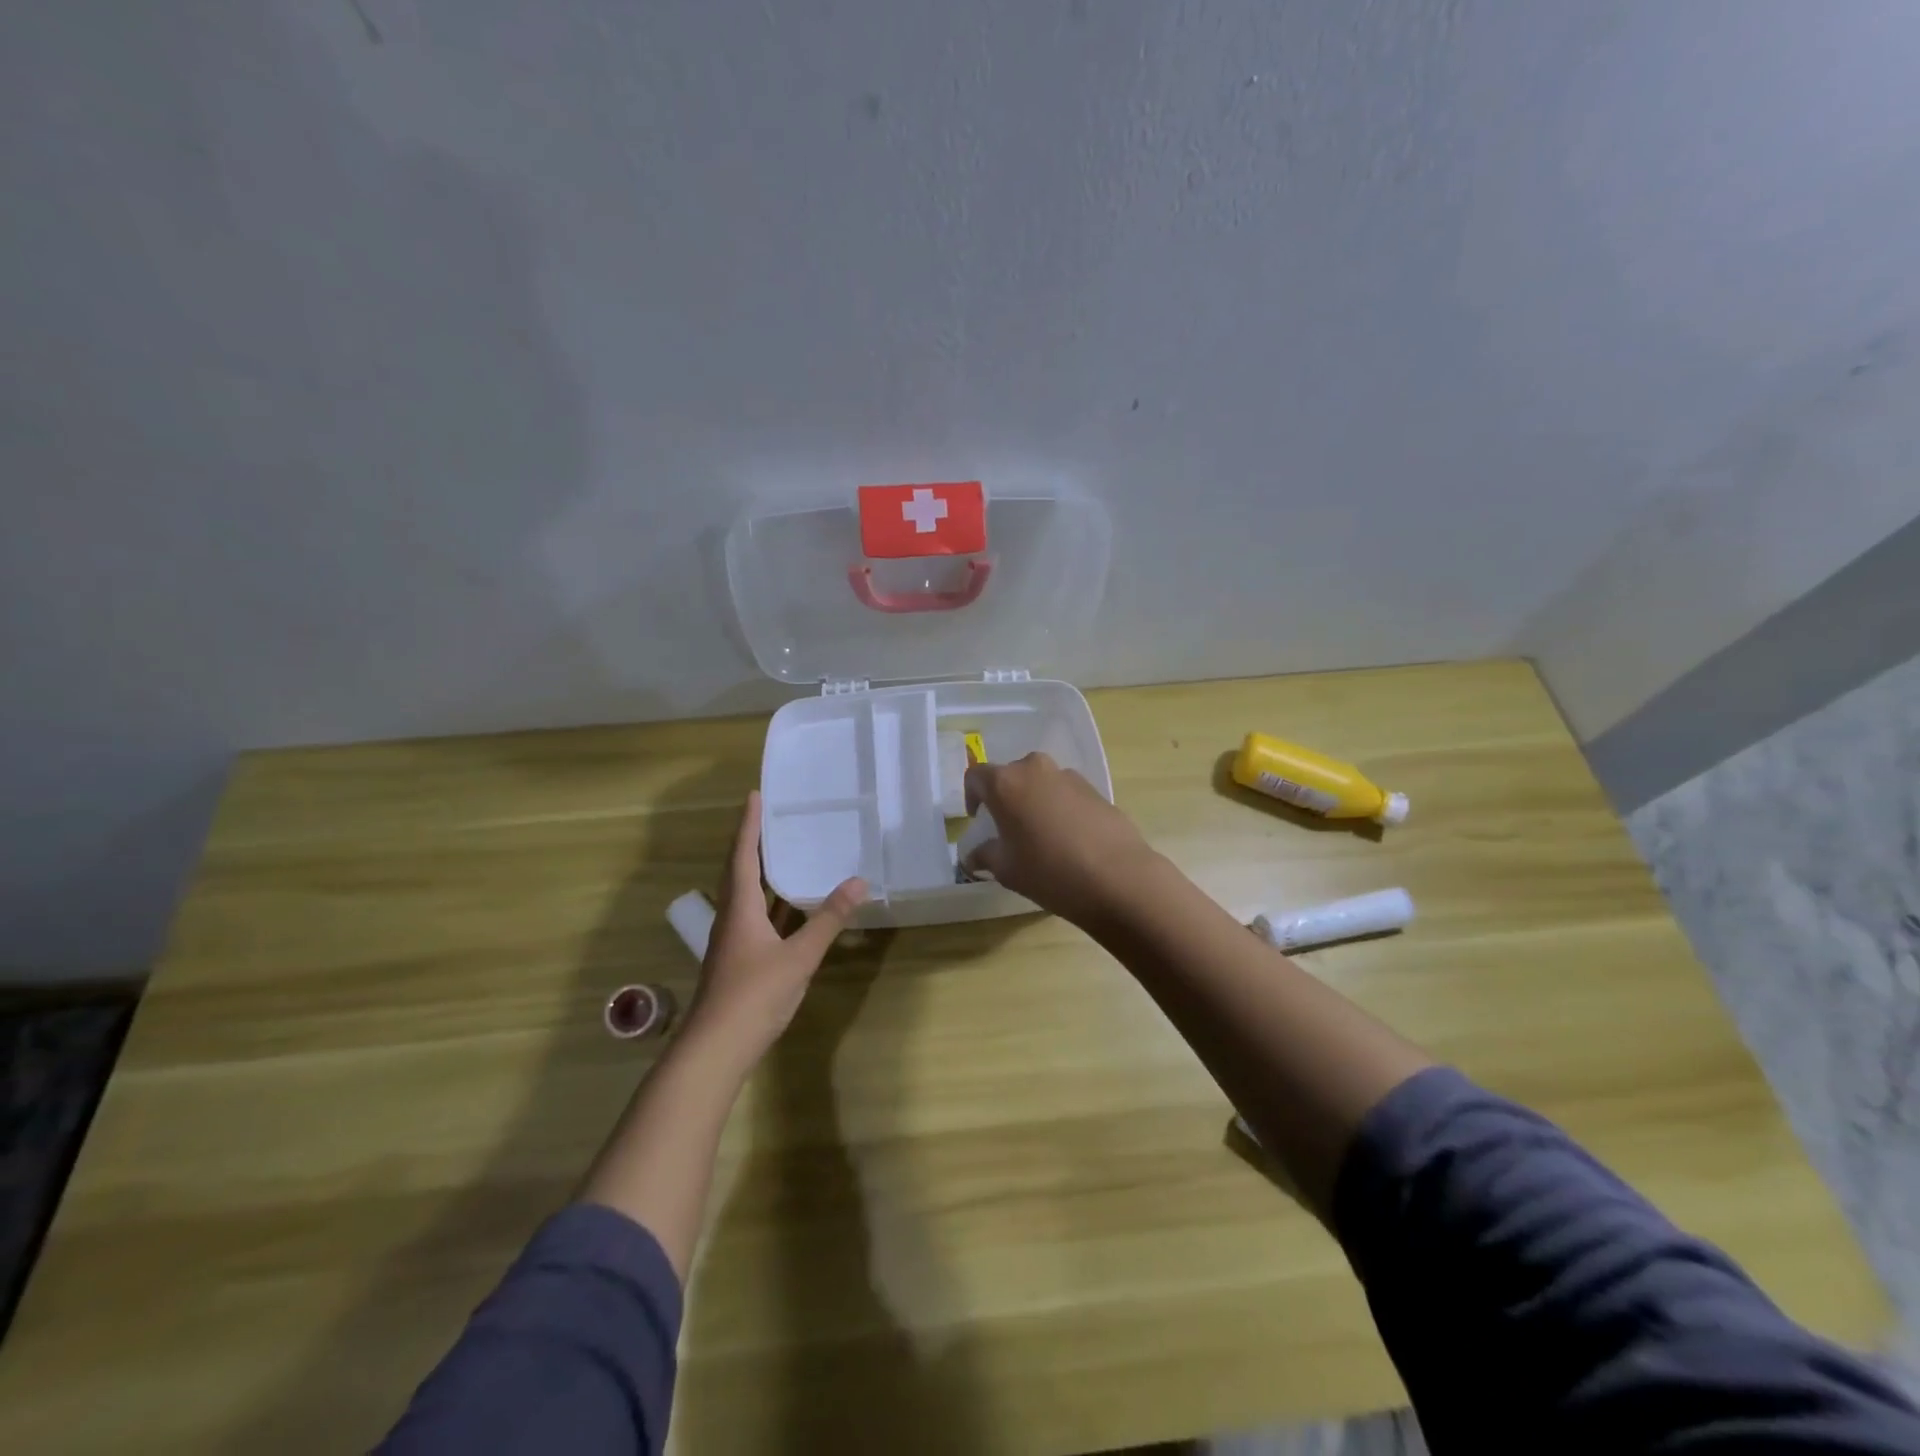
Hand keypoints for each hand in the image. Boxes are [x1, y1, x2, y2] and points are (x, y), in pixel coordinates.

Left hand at [685, 791, 866, 1067]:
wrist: (716, 1049)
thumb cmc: (754, 995)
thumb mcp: (798, 956)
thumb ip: (828, 920)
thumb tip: (859, 881)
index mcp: (740, 908)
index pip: (744, 855)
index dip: (749, 825)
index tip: (755, 795)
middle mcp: (731, 917)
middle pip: (739, 870)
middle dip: (753, 841)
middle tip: (772, 816)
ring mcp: (733, 940)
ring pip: (745, 894)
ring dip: (760, 869)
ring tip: (782, 849)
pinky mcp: (739, 958)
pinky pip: (754, 915)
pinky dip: (770, 900)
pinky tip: (787, 904)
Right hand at [962, 753, 1156, 924]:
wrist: (1117, 877)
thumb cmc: (1049, 871)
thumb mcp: (1007, 870)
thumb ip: (985, 856)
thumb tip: (973, 856)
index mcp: (1006, 783)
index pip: (976, 776)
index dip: (972, 796)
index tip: (979, 819)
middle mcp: (1035, 769)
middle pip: (1011, 775)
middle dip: (1006, 797)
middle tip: (1009, 828)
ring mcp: (1069, 776)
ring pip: (1041, 782)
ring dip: (1035, 801)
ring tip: (1041, 835)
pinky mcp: (1095, 789)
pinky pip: (1066, 793)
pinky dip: (1060, 808)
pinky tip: (1069, 839)